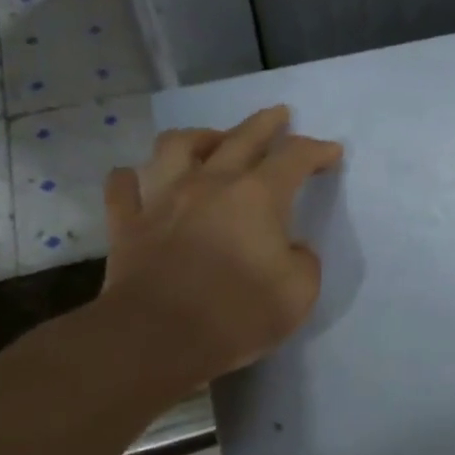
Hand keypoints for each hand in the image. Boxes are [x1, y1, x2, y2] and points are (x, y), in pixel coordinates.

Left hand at [93, 106, 341, 387]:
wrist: (156, 339)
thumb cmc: (236, 314)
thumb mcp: (298, 293)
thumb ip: (303, 261)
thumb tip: (292, 248)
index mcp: (257, 196)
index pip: (294, 157)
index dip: (317, 150)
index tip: (331, 152)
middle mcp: (209, 183)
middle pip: (240, 137)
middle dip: (266, 123)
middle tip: (279, 115)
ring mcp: (162, 198)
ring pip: (176, 146)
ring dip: (198, 137)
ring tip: (209, 141)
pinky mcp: (127, 224)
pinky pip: (122, 187)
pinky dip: (132, 178)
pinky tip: (139, 179)